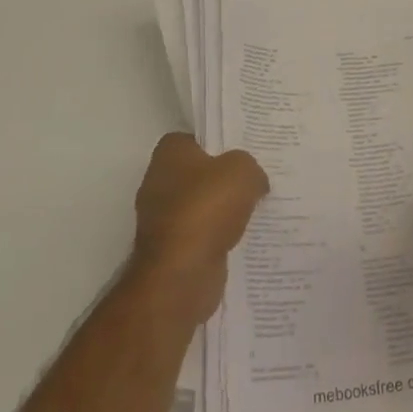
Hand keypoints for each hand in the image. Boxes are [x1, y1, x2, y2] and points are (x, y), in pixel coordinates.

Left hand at [129, 132, 268, 323]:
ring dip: (221, 210)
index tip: (242, 150)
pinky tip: (242, 238)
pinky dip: (217, 237)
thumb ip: (250, 167)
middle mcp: (158, 183)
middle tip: (254, 178)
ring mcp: (161, 219)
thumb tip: (254, 180)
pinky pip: (200, 235)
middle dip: (222, 178)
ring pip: (200, 206)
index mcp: (169, 154)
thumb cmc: (207, 208)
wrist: (182, 273)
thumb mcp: (243, 171)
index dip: (217, 142)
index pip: (193, 138)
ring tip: (254, 209)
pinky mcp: (169, 251)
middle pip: (197, 173)